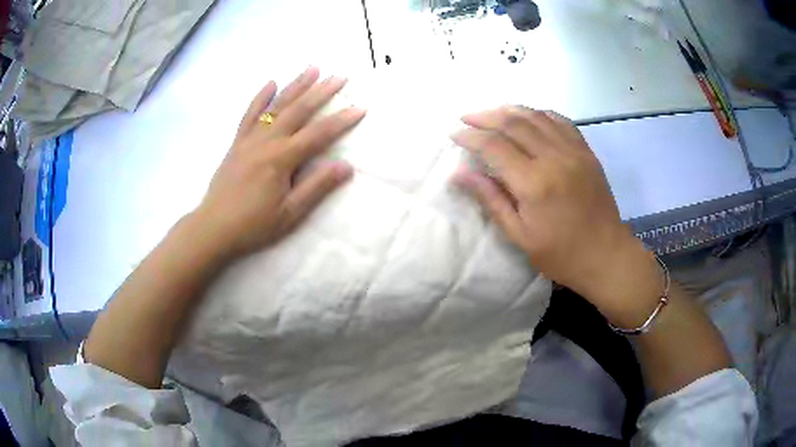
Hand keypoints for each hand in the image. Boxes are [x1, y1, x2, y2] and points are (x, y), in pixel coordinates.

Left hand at [194, 67, 365, 259]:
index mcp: (282, 159)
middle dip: (321, 92)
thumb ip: (317, 187)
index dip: (341, 120)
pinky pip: (249, 115)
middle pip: (298, 111)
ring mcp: (249, 139)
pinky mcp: (237, 143)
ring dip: (295, 85)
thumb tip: (345, 166)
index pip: (318, 134)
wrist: (213, 228)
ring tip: (312, 68)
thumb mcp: (290, 213)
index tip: (360, 107)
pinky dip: (260, 98)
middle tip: (340, 76)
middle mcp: (266, 142)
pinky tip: (270, 83)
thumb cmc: (253, 225)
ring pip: (276, 106)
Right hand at [452, 106, 661, 325]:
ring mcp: (573, 151)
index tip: (454, 134)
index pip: (494, 146)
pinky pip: (561, 121)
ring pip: (536, 116)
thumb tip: (459, 174)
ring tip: (492, 112)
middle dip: (485, 116)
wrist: (606, 255)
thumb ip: (491, 199)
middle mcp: (553, 158)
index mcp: (534, 183)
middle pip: (514, 123)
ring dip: (510, 110)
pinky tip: (528, 116)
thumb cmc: (561, 254)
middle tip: (466, 118)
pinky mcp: (586, 152)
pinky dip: (540, 114)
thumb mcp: (520, 235)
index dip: (470, 136)